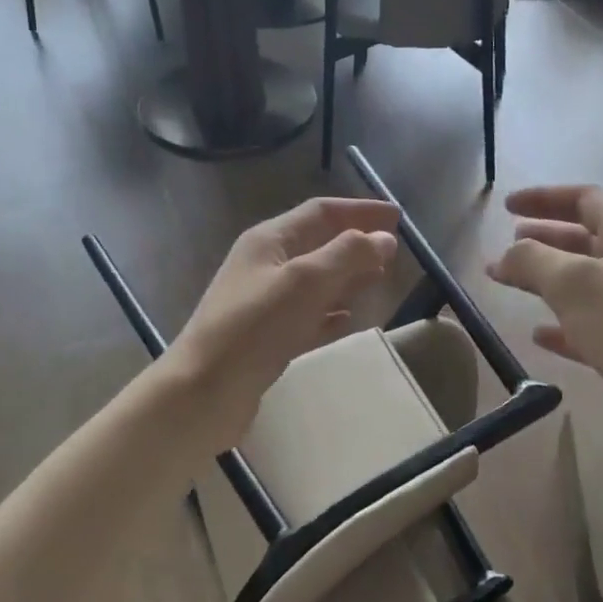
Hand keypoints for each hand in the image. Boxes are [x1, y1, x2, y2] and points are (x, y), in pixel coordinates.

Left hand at [162, 197, 399, 447]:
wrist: (205, 390)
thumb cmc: (255, 327)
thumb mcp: (305, 282)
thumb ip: (347, 256)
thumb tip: (384, 238)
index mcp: (269, 240)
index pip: (321, 212)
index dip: (360, 211)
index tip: (397, 217)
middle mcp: (264, 265)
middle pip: (318, 244)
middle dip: (355, 244)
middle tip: (393, 251)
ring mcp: (264, 303)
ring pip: (314, 281)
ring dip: (346, 277)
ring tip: (379, 280)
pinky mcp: (266, 338)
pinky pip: (306, 316)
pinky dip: (329, 313)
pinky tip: (347, 320)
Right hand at [486, 184, 602, 465]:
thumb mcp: (575, 283)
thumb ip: (533, 261)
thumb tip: (507, 254)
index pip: (584, 199)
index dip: (543, 198)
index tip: (506, 207)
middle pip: (584, 241)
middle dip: (542, 242)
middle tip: (505, 251)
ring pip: (587, 286)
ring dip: (548, 283)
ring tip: (511, 287)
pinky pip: (594, 328)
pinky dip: (565, 326)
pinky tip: (539, 336)